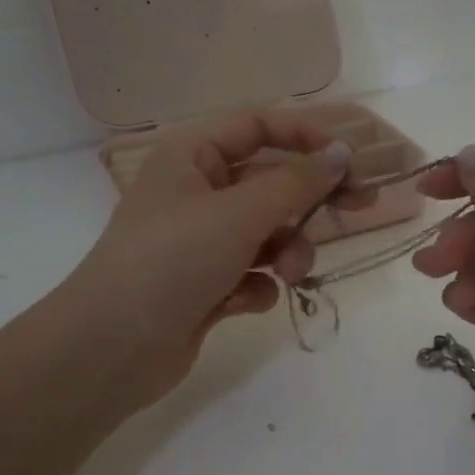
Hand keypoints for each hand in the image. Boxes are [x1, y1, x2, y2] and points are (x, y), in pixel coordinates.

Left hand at [65, 111, 352, 411]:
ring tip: (287, 275)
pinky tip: (244, 302)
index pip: (258, 127)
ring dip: (286, 252)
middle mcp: (197, 194)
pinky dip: (257, 286)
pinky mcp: (205, 287)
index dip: (305, 136)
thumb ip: (297, 182)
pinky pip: (251, 275)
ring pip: (267, 234)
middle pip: (270, 183)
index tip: (348, 160)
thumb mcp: (240, 213)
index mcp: (192, 157)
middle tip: (362, 207)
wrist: (112, 346)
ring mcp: (200, 243)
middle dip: (309, 202)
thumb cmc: (173, 259)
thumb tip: (340, 153)